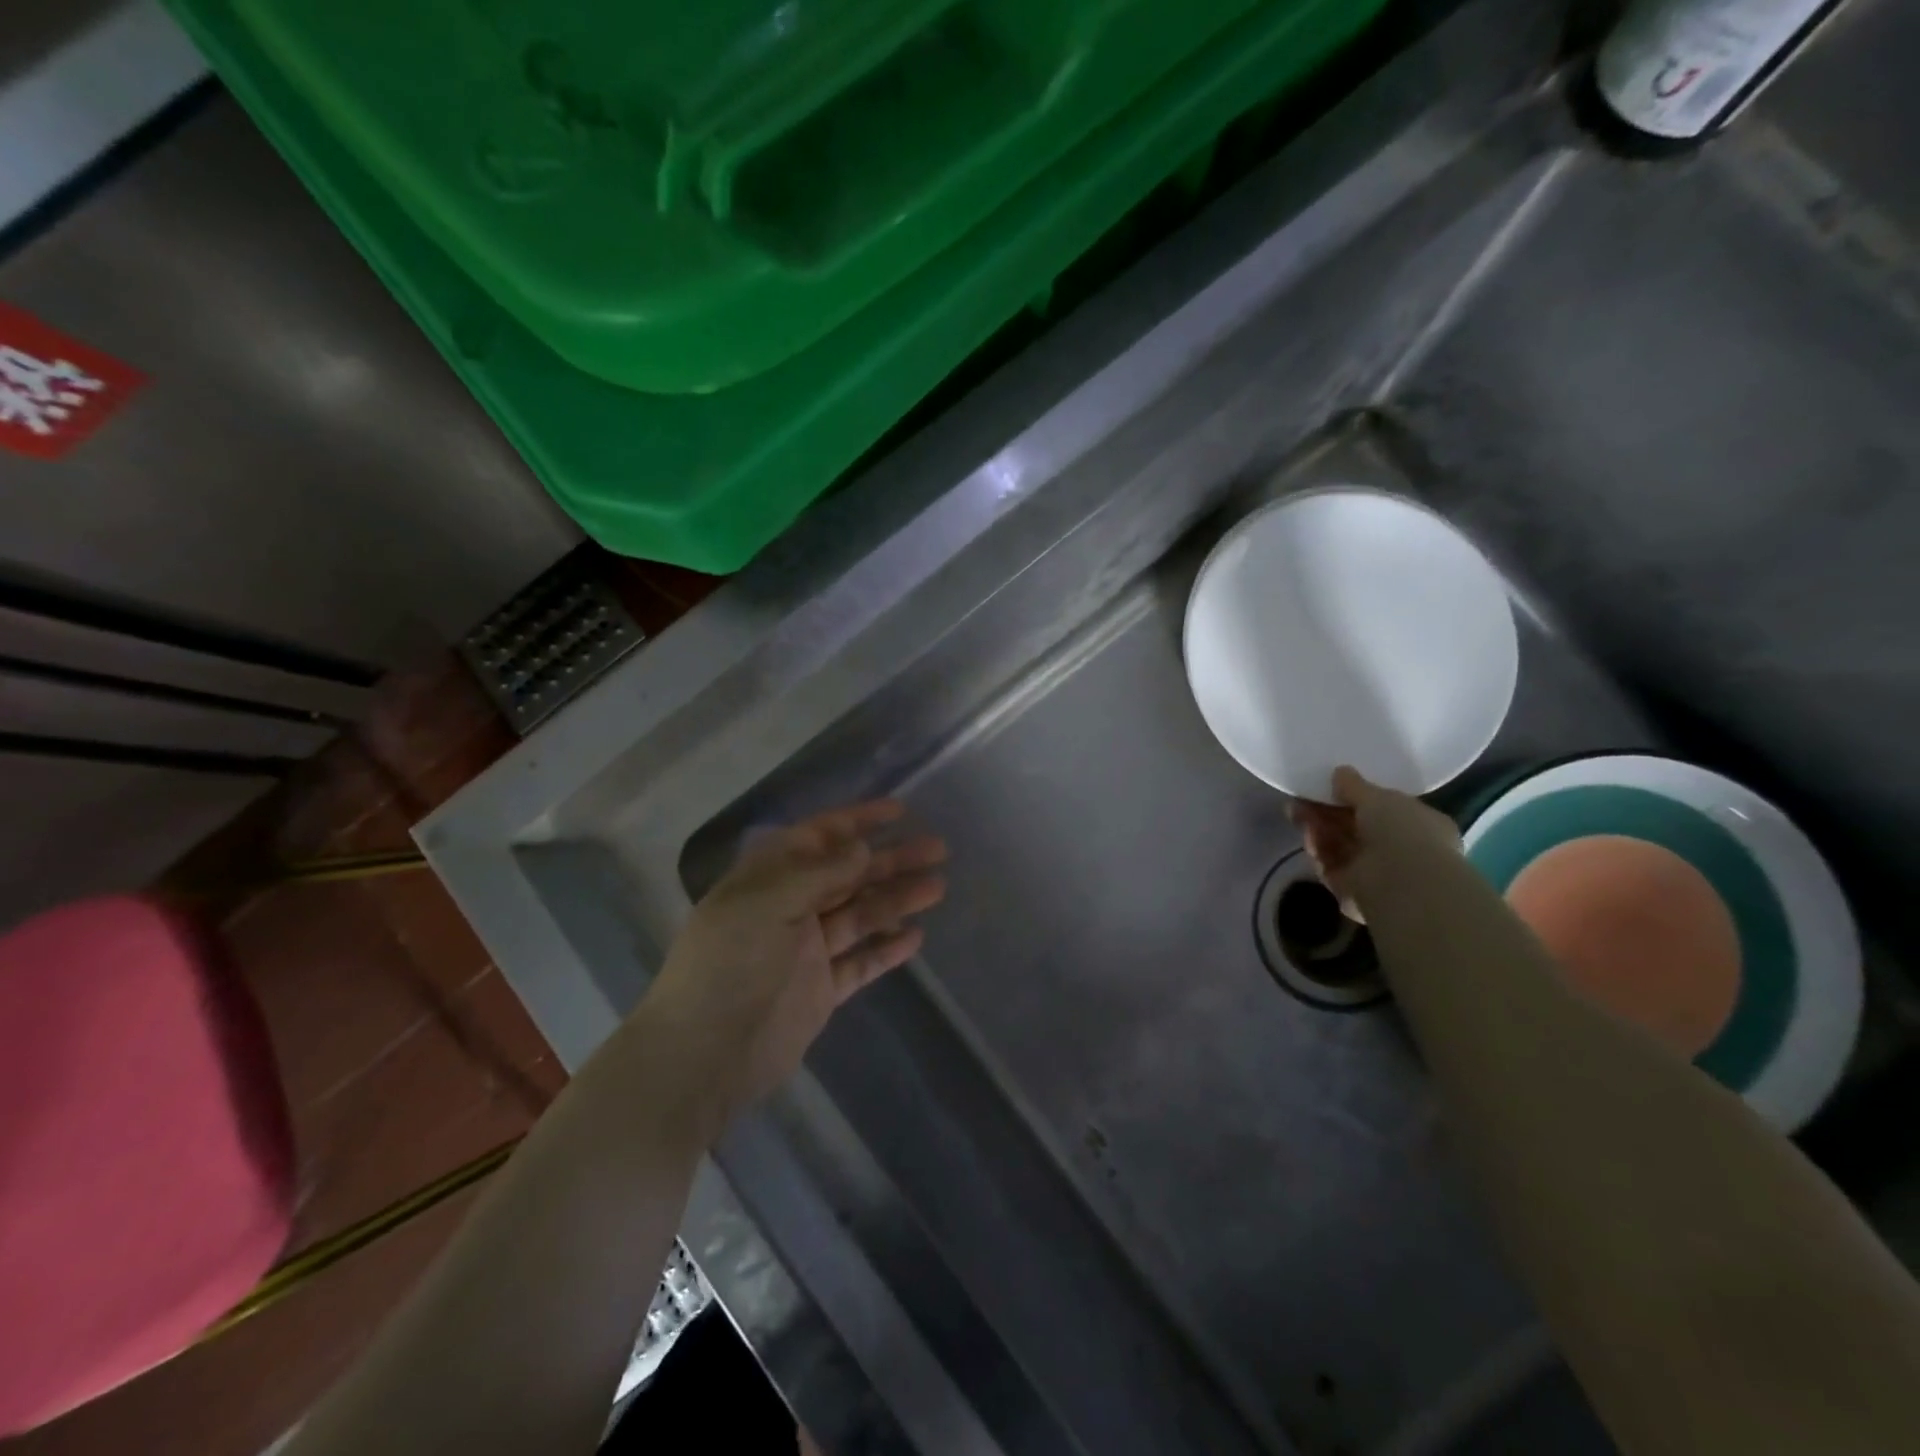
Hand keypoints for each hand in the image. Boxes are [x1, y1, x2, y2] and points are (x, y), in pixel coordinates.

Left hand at [638, 800, 947, 1134]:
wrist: (704, 1053)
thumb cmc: (729, 963)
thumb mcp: (767, 901)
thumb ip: (820, 873)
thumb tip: (862, 848)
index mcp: (769, 878)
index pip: (820, 837)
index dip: (858, 821)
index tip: (899, 811)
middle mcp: (790, 907)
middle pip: (849, 875)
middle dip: (891, 859)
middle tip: (938, 849)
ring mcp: (807, 951)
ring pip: (861, 915)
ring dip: (897, 899)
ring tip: (938, 887)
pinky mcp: (821, 990)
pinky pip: (861, 962)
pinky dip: (886, 949)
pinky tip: (915, 938)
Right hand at [1289, 765, 1459, 914]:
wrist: (1402, 884)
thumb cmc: (1402, 832)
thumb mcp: (1378, 797)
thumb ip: (1355, 785)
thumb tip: (1340, 772)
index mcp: (1419, 825)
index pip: (1384, 809)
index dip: (1355, 797)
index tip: (1330, 786)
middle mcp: (1401, 851)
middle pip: (1355, 828)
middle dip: (1326, 813)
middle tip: (1301, 799)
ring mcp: (1377, 874)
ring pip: (1339, 847)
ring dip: (1317, 828)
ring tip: (1295, 812)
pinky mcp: (1354, 892)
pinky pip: (1330, 866)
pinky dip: (1318, 851)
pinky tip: (1306, 836)